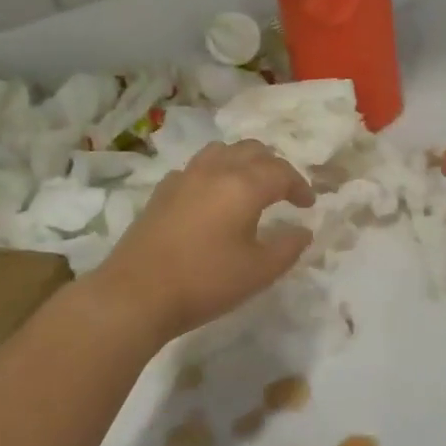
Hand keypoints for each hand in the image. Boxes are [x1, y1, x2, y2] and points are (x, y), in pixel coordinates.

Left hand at [87, 140, 314, 341]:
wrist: (136, 294)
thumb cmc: (205, 282)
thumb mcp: (259, 272)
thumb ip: (288, 247)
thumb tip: (303, 231)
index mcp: (243, 185)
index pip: (281, 172)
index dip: (300, 186)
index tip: (308, 205)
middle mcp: (215, 171)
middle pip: (252, 150)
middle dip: (274, 166)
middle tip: (284, 191)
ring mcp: (184, 177)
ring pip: (222, 151)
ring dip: (243, 162)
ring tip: (250, 186)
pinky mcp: (162, 191)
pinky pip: (197, 167)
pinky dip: (215, 173)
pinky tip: (213, 198)